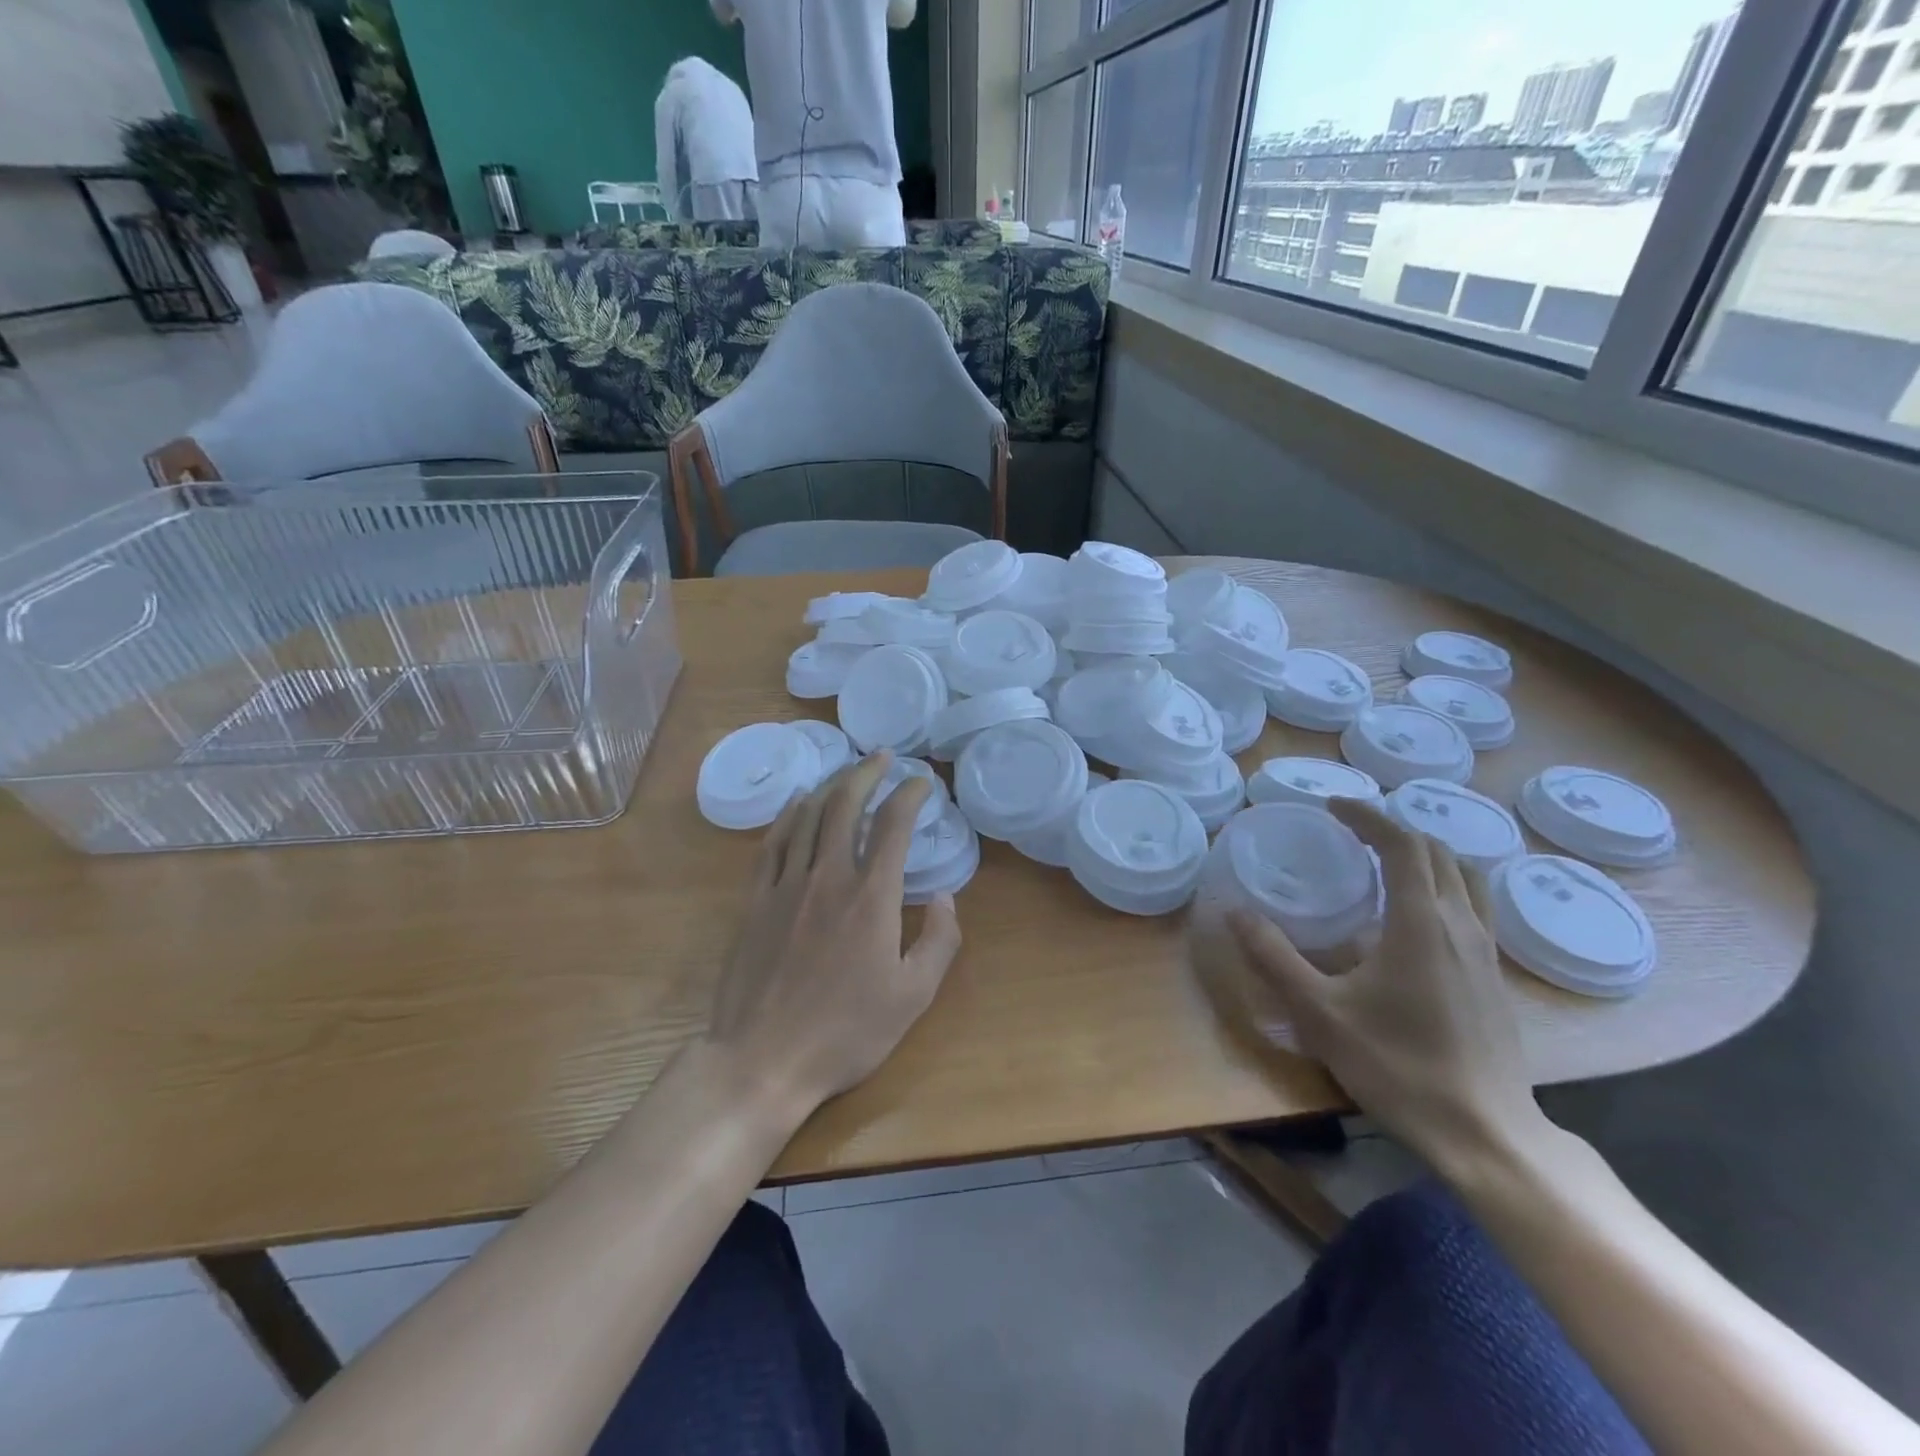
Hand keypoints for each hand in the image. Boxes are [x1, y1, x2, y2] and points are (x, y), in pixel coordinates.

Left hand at [703, 752, 962, 1115]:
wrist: (762, 1060)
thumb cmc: (845, 1033)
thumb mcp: (913, 997)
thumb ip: (940, 941)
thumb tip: (947, 897)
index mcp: (872, 897)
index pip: (894, 825)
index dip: (910, 794)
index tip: (921, 782)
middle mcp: (829, 877)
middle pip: (846, 805)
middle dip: (867, 773)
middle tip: (883, 757)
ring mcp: (786, 885)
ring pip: (808, 816)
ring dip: (830, 786)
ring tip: (847, 772)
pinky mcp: (755, 901)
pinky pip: (773, 842)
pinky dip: (789, 814)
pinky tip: (797, 802)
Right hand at [1194, 798, 1544, 1168]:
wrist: (1485, 1133)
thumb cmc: (1397, 1066)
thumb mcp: (1319, 1012)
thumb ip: (1273, 957)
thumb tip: (1235, 911)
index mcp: (1419, 922)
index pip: (1402, 843)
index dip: (1367, 816)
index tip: (1332, 807)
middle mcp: (1460, 924)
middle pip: (1437, 851)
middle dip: (1392, 829)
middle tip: (1350, 830)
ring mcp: (1485, 950)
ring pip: (1464, 876)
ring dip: (1426, 853)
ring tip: (1386, 859)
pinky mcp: (1494, 976)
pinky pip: (1474, 905)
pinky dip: (1443, 884)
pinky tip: (1416, 914)